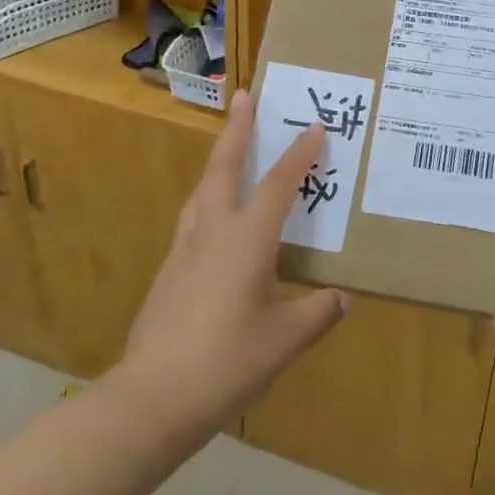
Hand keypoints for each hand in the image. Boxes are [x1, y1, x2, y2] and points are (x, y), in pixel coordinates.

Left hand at [123, 89, 347, 425]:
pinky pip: (193, 218)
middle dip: (238, 130)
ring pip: (202, 190)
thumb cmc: (227, 362)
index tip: (314, 127)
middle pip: (225, 167)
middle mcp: (214, 232)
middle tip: (244, 97)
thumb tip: (341, 299)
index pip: (279, 184)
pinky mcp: (169, 272)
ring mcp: (185, 250)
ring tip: (229, 150)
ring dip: (218, 161)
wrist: (152, 398)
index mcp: (247, 240)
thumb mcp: (285, 341)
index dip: (299, 154)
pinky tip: (213, 218)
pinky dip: (208, 200)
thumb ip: (317, 313)